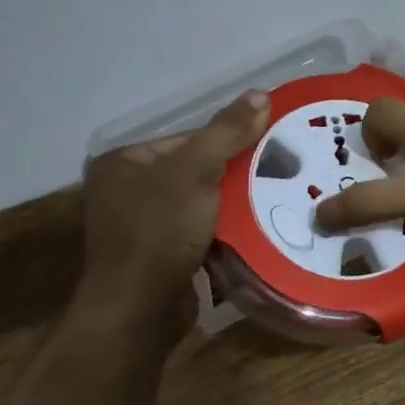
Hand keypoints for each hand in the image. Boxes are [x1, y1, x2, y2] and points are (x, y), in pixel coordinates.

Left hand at [77, 91, 270, 327]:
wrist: (140, 311)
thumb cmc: (159, 231)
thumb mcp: (196, 172)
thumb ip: (227, 132)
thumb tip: (261, 94)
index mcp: (124, 162)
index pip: (188, 138)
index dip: (230, 141)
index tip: (271, 146)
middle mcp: (127, 190)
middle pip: (196, 169)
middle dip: (235, 174)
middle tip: (280, 173)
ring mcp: (142, 226)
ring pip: (203, 203)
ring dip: (235, 205)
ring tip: (277, 198)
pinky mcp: (161, 256)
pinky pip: (201, 231)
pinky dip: (226, 230)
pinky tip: (257, 228)